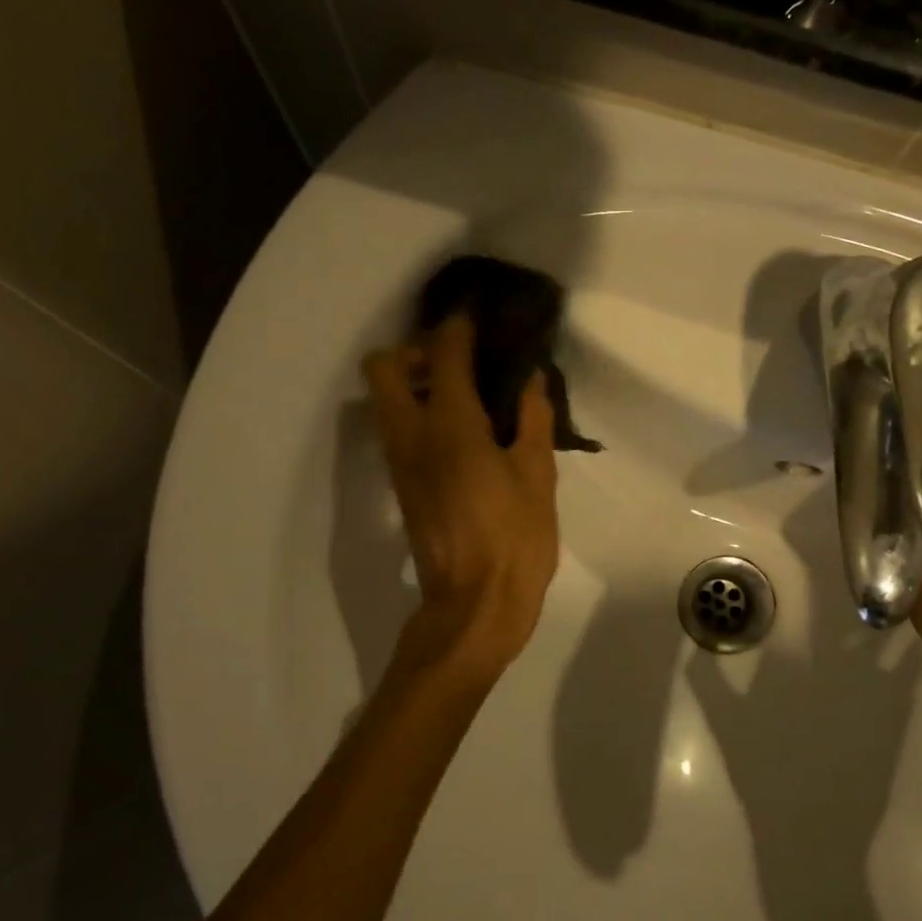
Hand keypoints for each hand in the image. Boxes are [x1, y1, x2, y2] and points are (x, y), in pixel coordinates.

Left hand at [364, 314, 559, 682]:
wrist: (474, 606)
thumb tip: (532, 379)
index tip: (477, 315)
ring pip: (384, 399)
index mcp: (450, 426)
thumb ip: (534, 420)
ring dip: (413, 381)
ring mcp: (400, 462)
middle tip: (458, 363)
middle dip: (415, 350)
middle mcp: (412, 435)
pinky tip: (462, 430)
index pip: (443, 354)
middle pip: (383, 367)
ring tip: (463, 393)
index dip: (458, 326)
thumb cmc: (515, 539)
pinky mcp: (402, 485)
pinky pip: (397, 428)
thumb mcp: (537, 476)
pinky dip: (417, 411)